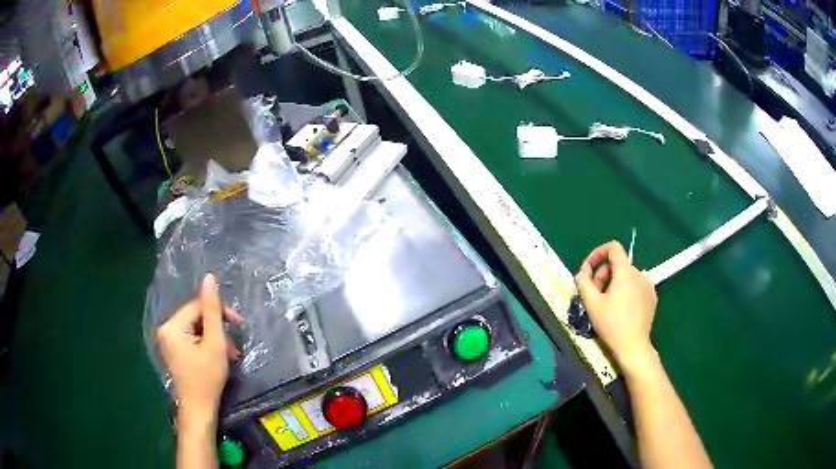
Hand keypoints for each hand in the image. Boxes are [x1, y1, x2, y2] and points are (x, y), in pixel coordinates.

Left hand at [157, 274, 242, 427]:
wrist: (199, 410)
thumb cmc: (207, 378)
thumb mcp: (215, 343)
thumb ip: (213, 310)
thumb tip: (209, 278)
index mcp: (172, 326)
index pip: (198, 306)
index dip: (220, 312)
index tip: (240, 325)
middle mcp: (166, 329)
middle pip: (196, 318)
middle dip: (218, 330)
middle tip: (235, 348)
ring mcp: (168, 342)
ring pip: (196, 329)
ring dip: (215, 339)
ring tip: (229, 356)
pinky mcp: (173, 351)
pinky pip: (191, 339)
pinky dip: (206, 346)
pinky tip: (218, 357)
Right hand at [575, 241, 657, 372]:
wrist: (633, 346)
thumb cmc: (611, 324)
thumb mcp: (591, 303)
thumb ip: (583, 281)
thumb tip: (583, 270)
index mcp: (625, 271)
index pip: (613, 247)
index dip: (598, 253)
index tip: (589, 269)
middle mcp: (639, 273)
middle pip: (618, 263)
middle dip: (604, 274)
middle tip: (594, 294)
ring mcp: (648, 285)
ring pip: (627, 275)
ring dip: (614, 283)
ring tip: (607, 302)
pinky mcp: (652, 297)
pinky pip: (637, 285)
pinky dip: (626, 290)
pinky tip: (621, 307)